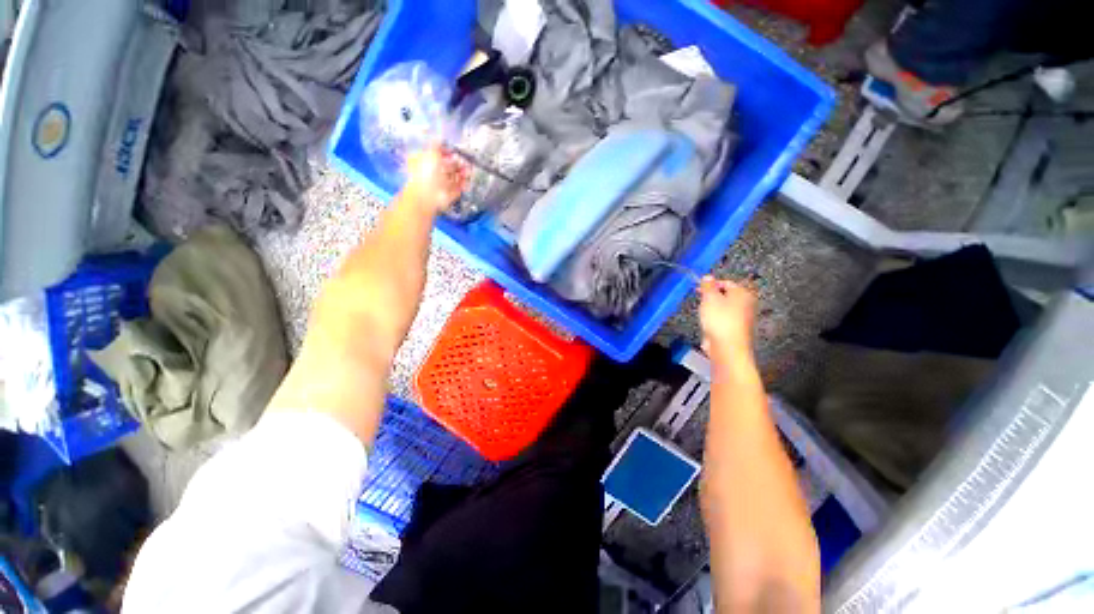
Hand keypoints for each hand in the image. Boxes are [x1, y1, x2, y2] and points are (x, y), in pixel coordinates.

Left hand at [404, 145, 468, 212]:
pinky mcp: (449, 194)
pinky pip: (459, 187)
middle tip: (465, 162)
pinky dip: (464, 184)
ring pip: (455, 176)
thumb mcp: (430, 153)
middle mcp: (433, 173)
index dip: (446, 152)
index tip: (454, 151)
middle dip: (457, 163)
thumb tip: (439, 138)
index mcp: (425, 161)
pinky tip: (467, 180)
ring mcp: (441, 185)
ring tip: (468, 171)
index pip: (438, 154)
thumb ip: (436, 145)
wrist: (428, 196)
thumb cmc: (426, 173)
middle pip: (448, 166)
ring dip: (463, 173)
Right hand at [699, 276, 756, 358]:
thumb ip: (707, 286)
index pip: (726, 282)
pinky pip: (724, 320)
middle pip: (727, 295)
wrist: (727, 347)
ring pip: (725, 308)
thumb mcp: (709, 298)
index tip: (699, 288)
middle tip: (701, 300)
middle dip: (712, 297)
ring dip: (713, 309)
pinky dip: (716, 320)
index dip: (711, 284)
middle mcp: (747, 304)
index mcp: (743, 293)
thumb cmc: (720, 320)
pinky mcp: (737, 330)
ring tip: (704, 313)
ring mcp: (743, 318)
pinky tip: (709, 325)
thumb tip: (708, 277)